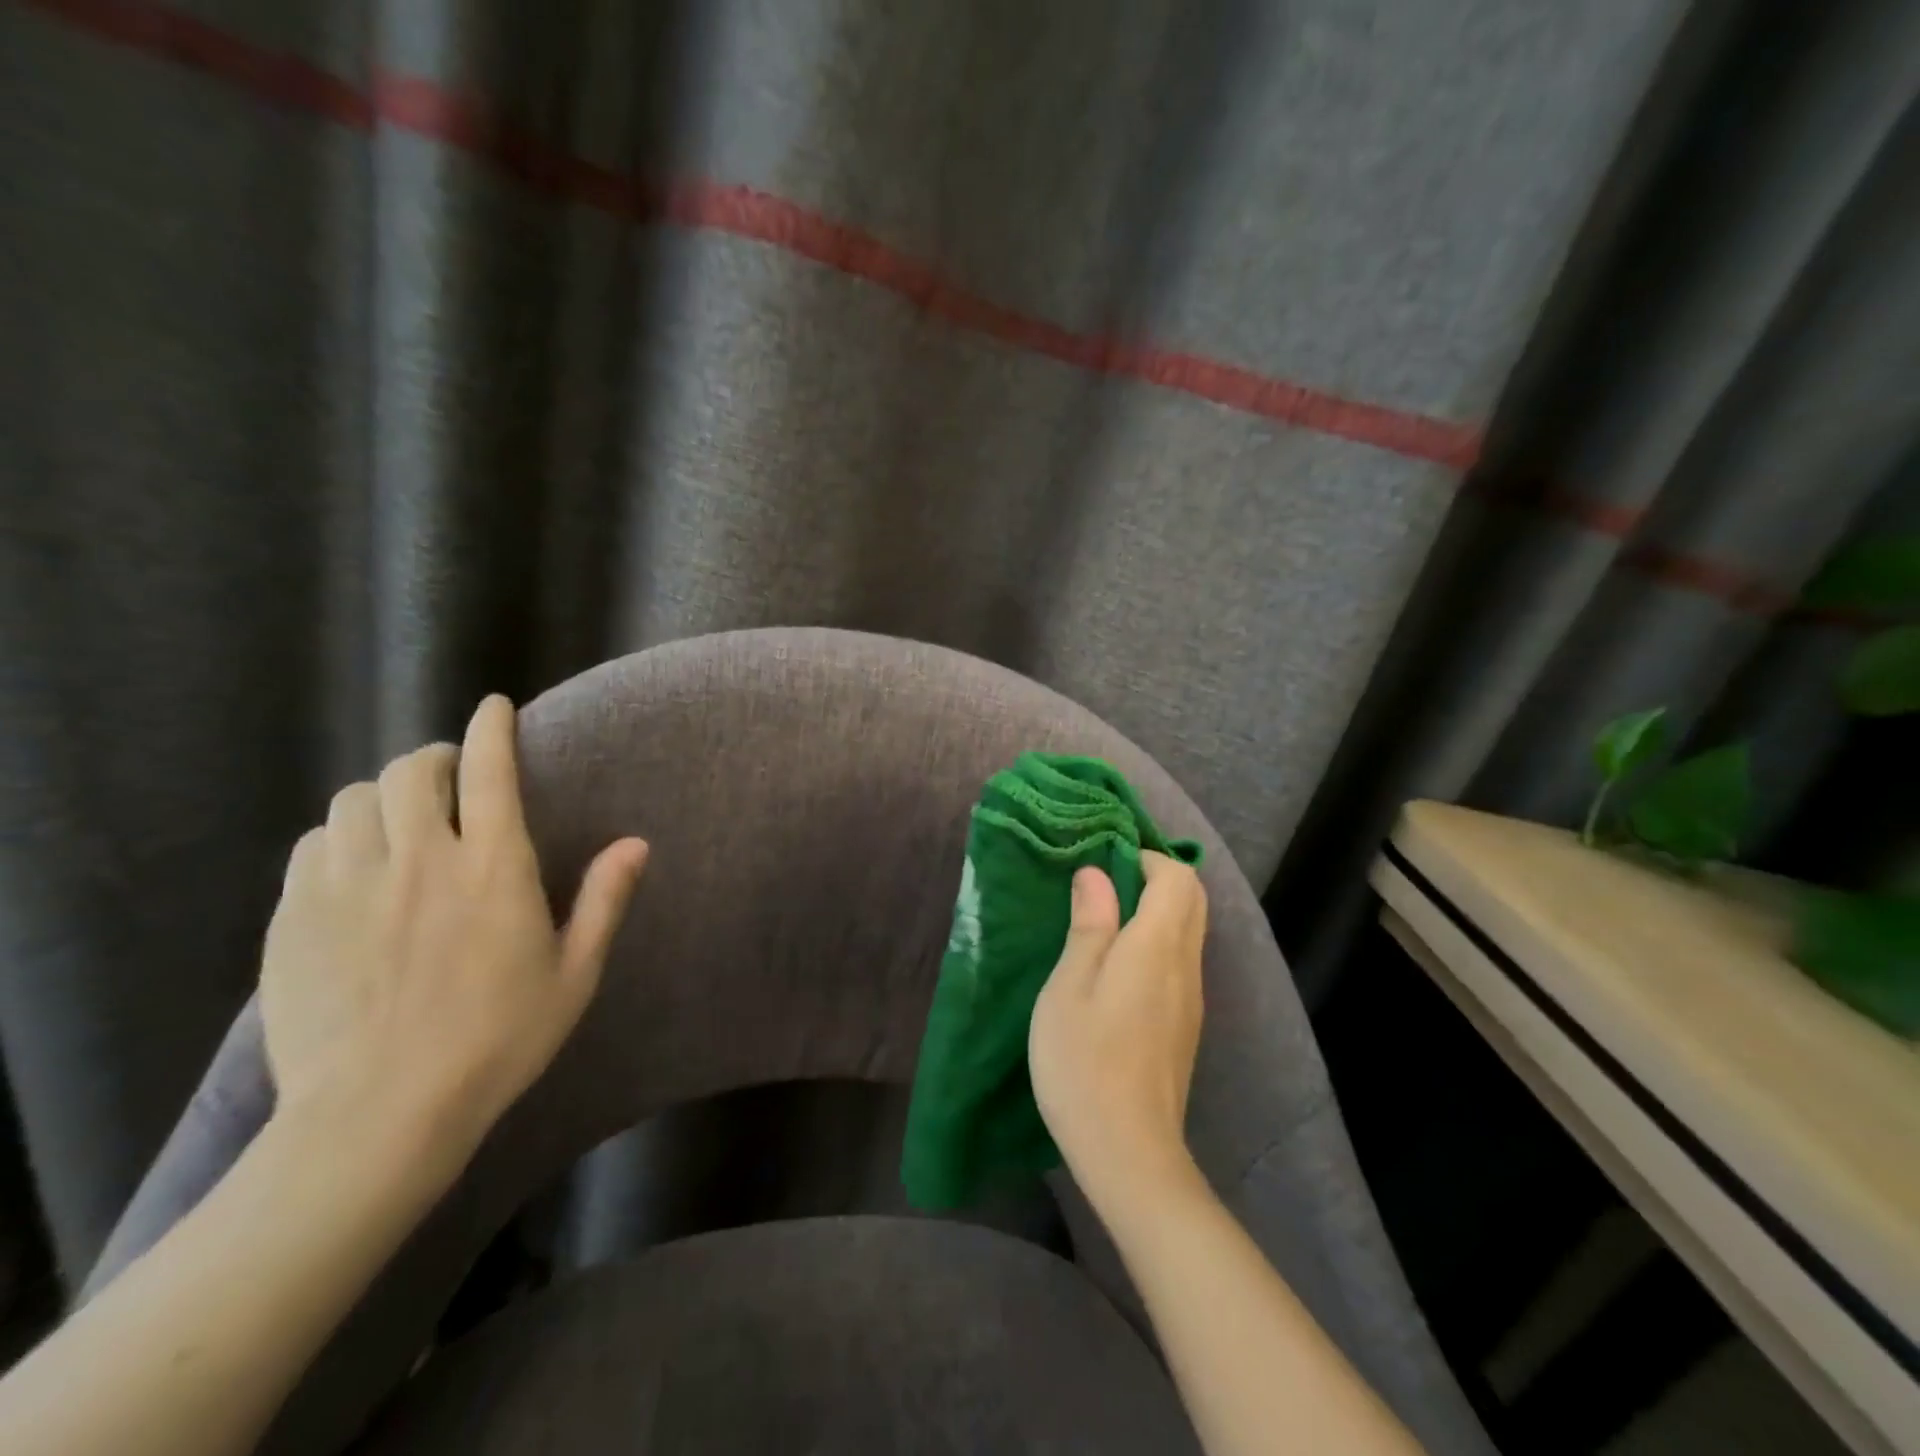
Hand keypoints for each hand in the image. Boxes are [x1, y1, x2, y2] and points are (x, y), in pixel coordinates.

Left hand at [260, 695, 647, 1174]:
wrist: (378, 1117)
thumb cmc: (497, 1042)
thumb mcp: (574, 975)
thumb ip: (604, 900)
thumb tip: (636, 842)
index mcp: (493, 870)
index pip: (491, 771)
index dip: (492, 729)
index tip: (495, 707)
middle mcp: (419, 860)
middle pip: (413, 770)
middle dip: (435, 758)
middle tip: (450, 779)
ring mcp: (348, 886)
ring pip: (356, 799)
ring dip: (386, 795)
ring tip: (402, 819)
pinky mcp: (294, 918)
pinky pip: (313, 844)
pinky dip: (340, 836)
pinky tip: (356, 865)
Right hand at [1029, 852, 1206, 1206]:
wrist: (1129, 1152)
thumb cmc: (1084, 1062)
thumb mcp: (1069, 987)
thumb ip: (1090, 925)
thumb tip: (1097, 874)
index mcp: (1157, 946)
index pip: (1177, 877)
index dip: (1145, 858)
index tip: (1104, 865)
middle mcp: (1186, 964)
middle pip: (1192, 898)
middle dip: (1156, 877)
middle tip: (1103, 887)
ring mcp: (1192, 997)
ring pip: (1190, 929)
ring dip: (1157, 909)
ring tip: (1104, 923)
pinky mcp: (1186, 1023)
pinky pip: (1182, 960)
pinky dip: (1159, 942)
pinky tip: (1119, 968)